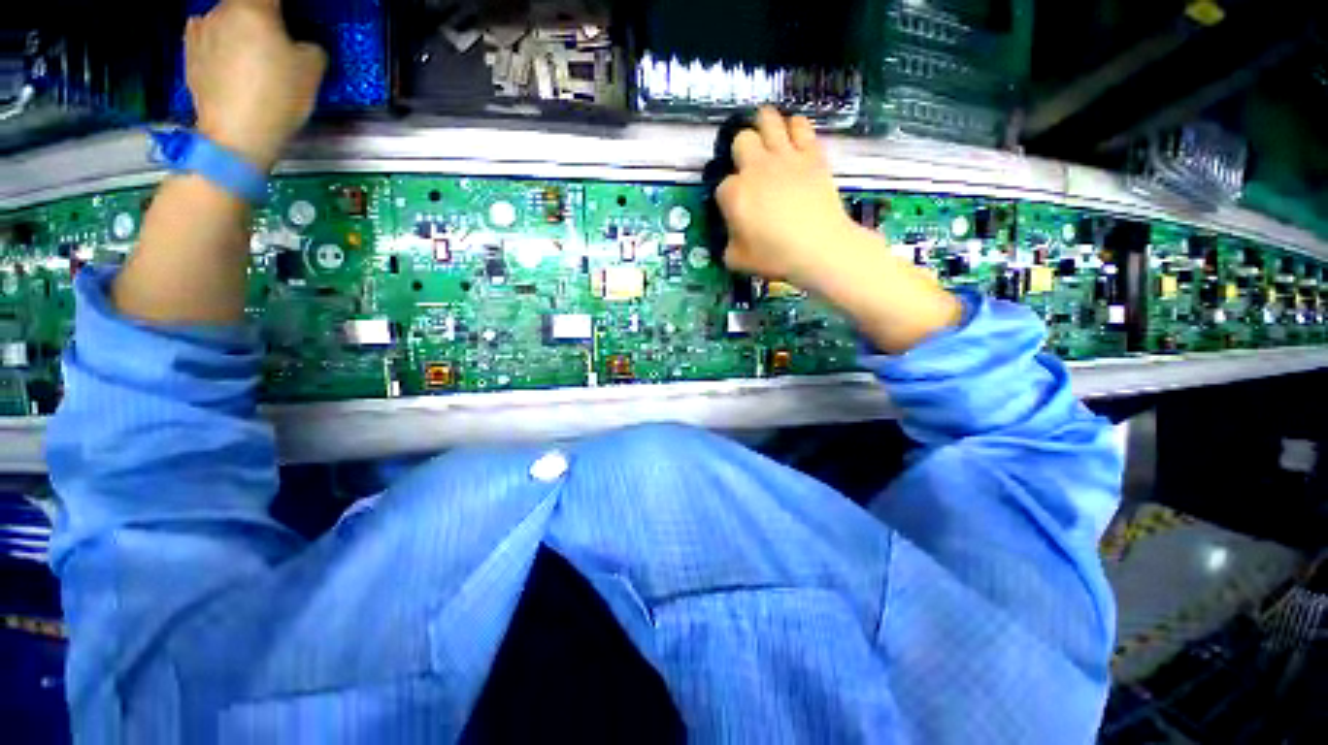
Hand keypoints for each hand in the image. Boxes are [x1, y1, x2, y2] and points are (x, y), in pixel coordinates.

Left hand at [186, 0, 326, 169]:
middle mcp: (221, 10)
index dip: (280, 9)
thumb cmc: (278, 97)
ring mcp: (199, 31)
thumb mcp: (312, 69)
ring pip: (225, 21)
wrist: (235, 135)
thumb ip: (307, 45)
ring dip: (239, 32)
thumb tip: (297, 42)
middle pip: (245, 5)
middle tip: (275, 44)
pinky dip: (220, 47)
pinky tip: (230, 68)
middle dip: (260, 20)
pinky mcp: (188, 53)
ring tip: (251, 61)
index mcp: (253, 7)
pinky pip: (208, 39)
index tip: (287, 21)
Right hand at [715, 107, 868, 295]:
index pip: (722, 187)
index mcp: (734, 194)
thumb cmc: (775, 257)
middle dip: (741, 152)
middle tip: (749, 168)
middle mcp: (755, 167)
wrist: (819, 248)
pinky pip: (800, 125)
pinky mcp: (811, 153)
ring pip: (768, 120)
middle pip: (741, 140)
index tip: (736, 209)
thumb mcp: (737, 260)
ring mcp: (784, 156)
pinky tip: (794, 139)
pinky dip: (795, 128)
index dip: (728, 197)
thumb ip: (728, 245)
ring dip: (764, 126)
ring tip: (767, 138)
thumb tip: (731, 237)